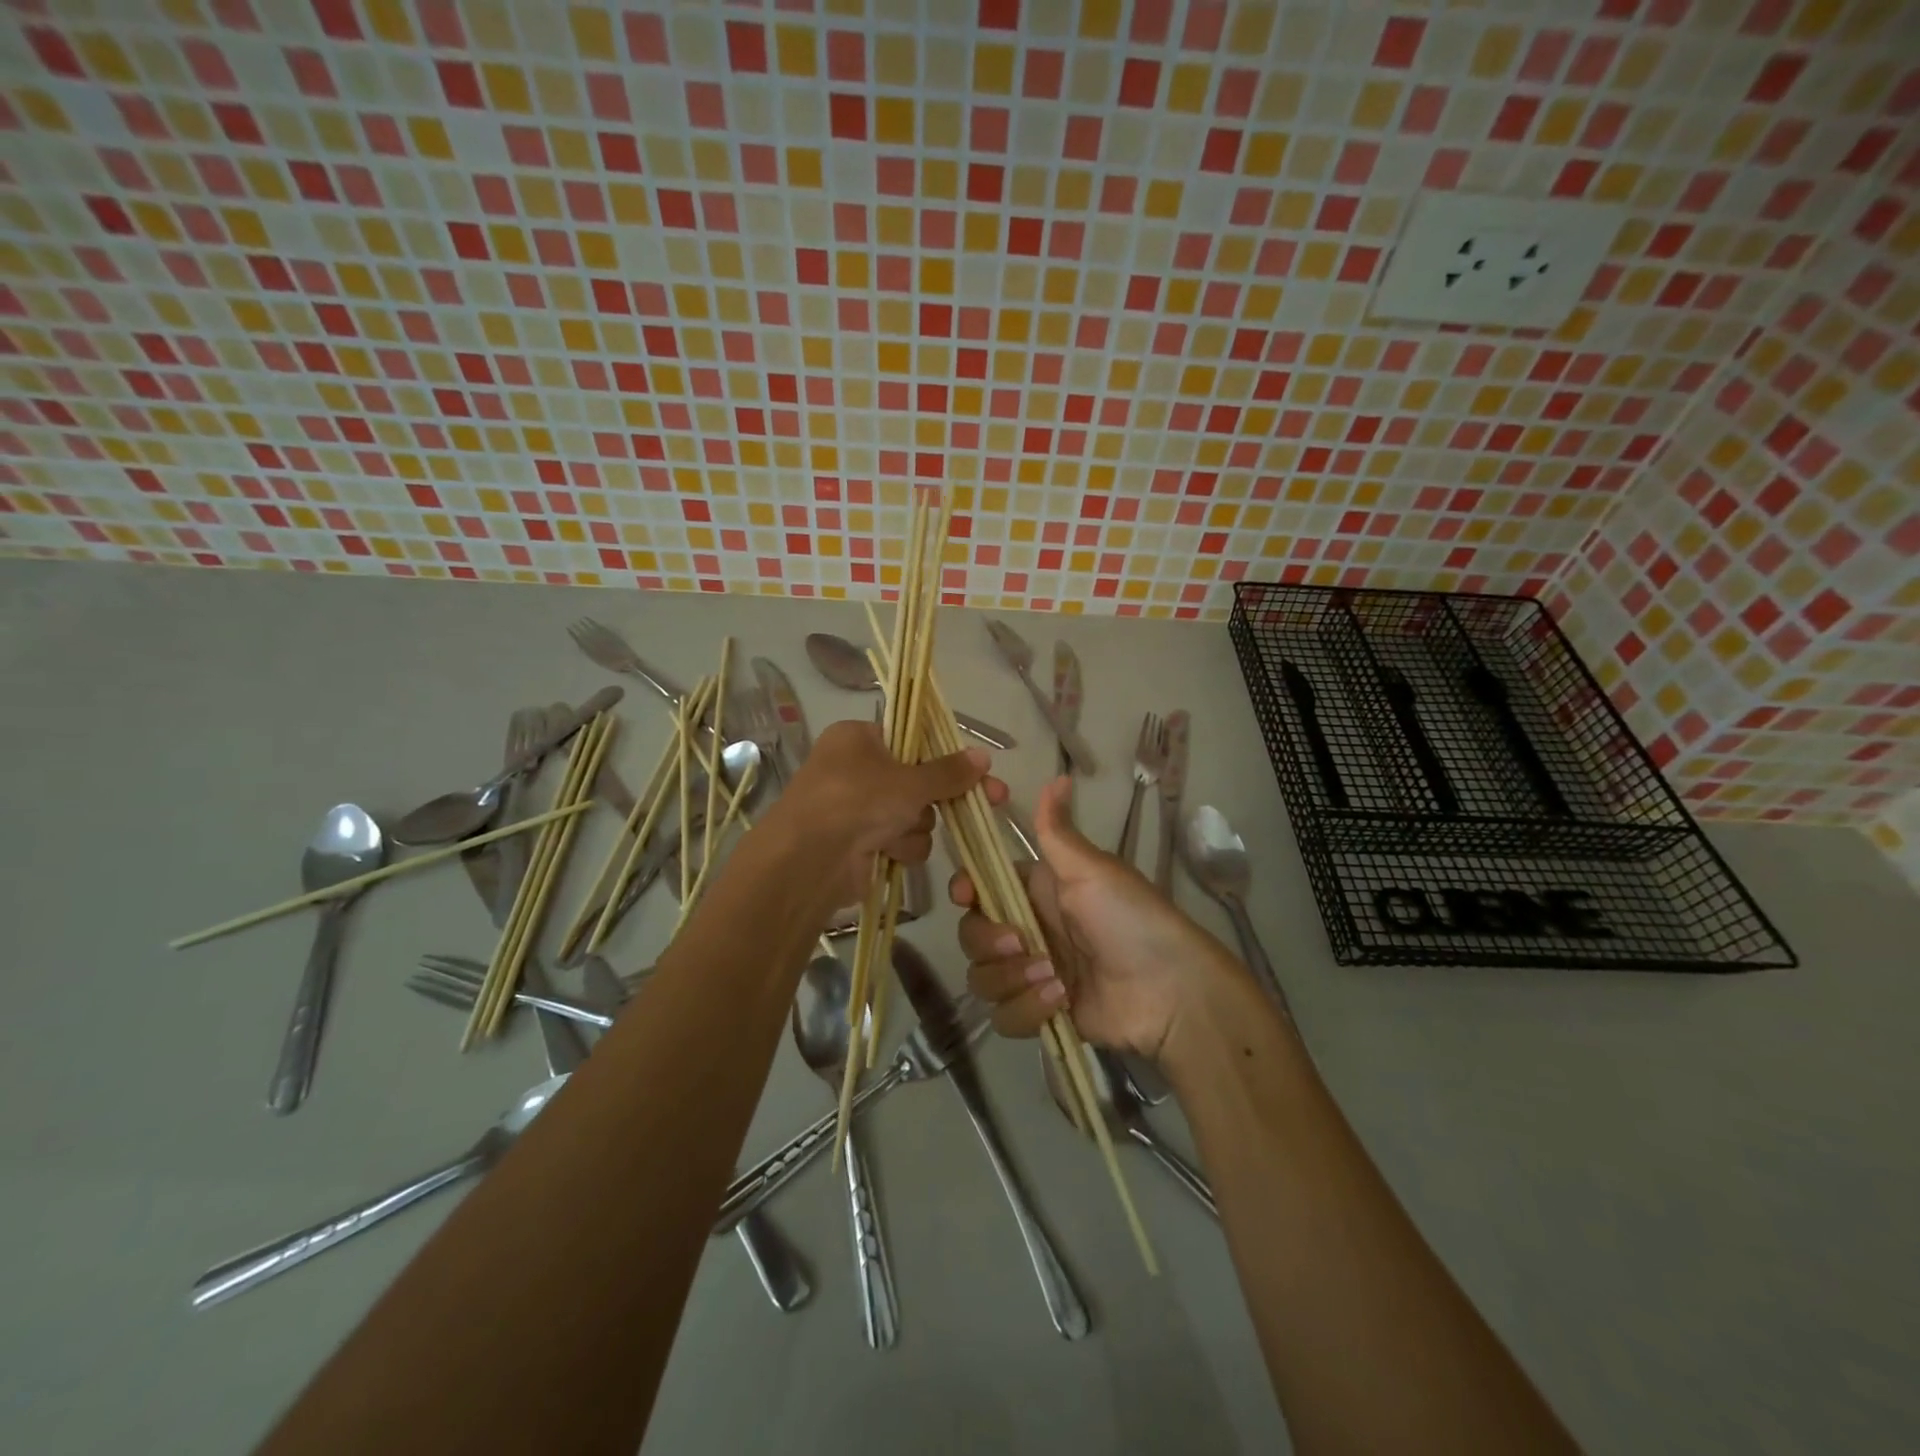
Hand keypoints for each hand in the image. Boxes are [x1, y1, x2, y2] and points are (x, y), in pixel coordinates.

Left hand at [771, 720, 1002, 908]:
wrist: (809, 861)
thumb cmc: (856, 801)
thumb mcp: (909, 781)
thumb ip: (949, 771)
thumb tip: (984, 756)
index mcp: (857, 738)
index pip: (909, 738)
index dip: (942, 754)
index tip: (974, 768)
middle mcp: (854, 770)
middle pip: (917, 780)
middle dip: (939, 797)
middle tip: (990, 799)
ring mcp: (856, 809)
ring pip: (913, 814)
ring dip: (915, 826)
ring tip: (897, 832)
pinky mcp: (860, 844)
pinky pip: (900, 840)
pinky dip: (901, 847)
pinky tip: (889, 852)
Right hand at [950, 777, 1242, 1060]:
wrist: (1169, 990)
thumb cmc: (1130, 918)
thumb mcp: (1092, 870)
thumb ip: (1057, 831)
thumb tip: (1059, 775)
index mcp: (1035, 891)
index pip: (979, 886)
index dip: (965, 890)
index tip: (966, 895)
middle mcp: (1027, 929)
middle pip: (971, 934)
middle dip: (989, 942)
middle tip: (1021, 943)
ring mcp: (1031, 974)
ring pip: (983, 978)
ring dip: (1013, 980)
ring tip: (1055, 979)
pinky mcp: (1039, 1013)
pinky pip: (1004, 1015)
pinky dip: (1028, 1010)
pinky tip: (1062, 1002)